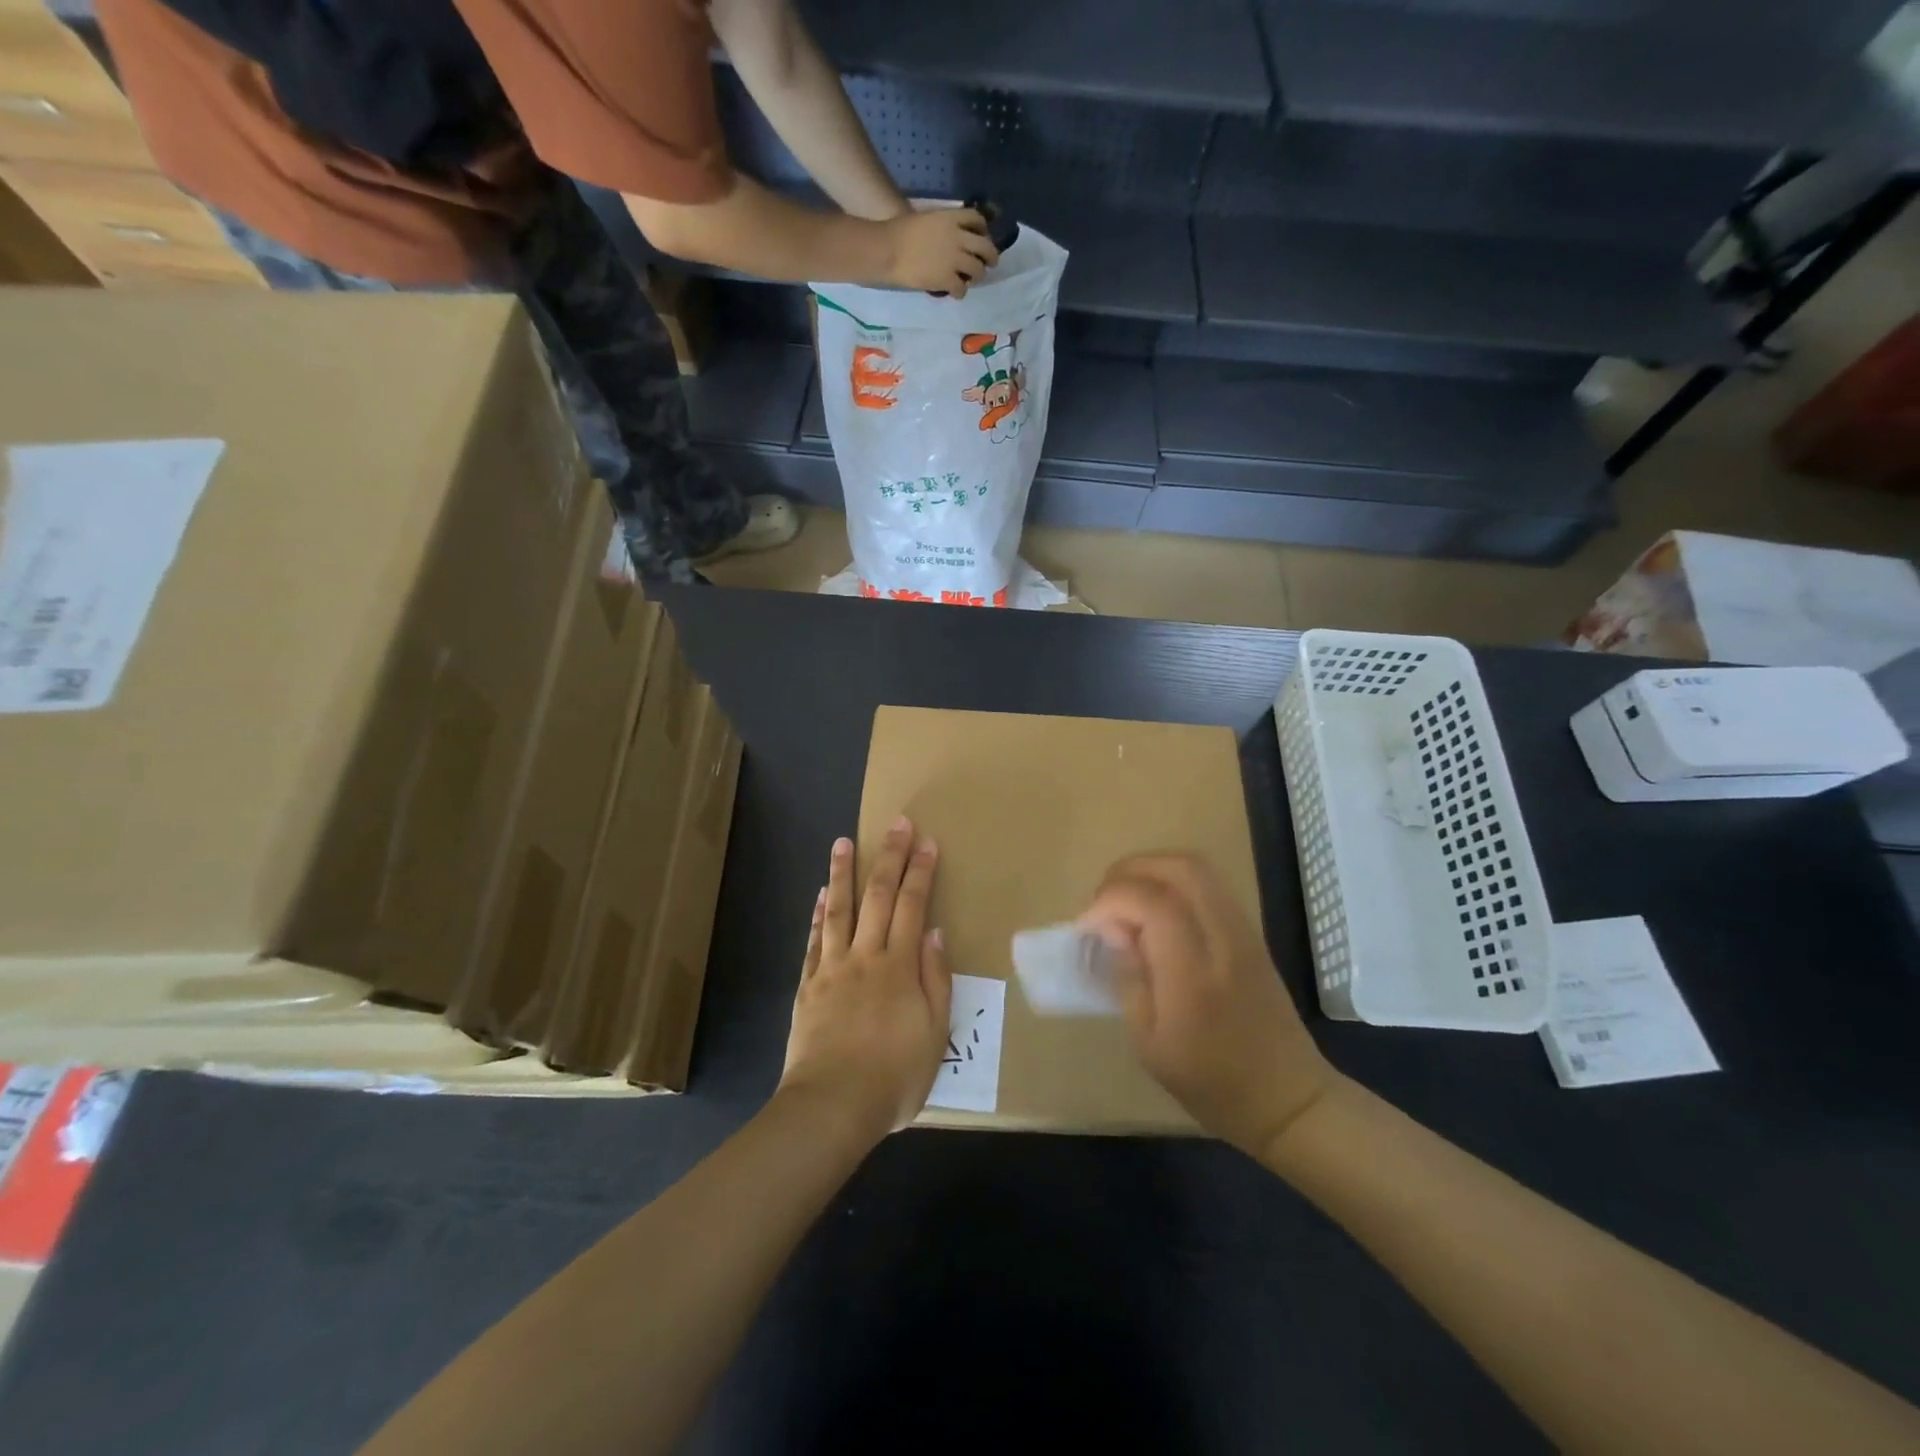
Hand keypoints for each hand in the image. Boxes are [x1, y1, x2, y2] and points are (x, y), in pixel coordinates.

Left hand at [780, 818, 952, 1140]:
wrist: (831, 1106)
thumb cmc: (893, 1076)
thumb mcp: (935, 1034)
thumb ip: (935, 980)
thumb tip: (934, 933)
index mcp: (899, 967)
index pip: (913, 906)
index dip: (921, 872)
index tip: (927, 842)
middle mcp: (865, 957)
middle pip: (878, 897)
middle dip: (889, 857)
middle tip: (897, 824)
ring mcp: (831, 969)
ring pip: (838, 910)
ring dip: (842, 873)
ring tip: (843, 842)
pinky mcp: (807, 986)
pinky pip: (813, 940)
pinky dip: (817, 914)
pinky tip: (819, 895)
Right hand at [882, 207, 998, 295]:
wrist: (889, 250)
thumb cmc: (900, 232)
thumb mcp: (927, 219)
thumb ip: (943, 227)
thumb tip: (950, 237)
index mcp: (951, 219)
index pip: (977, 219)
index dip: (983, 229)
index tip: (983, 236)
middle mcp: (958, 238)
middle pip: (985, 246)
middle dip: (991, 256)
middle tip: (990, 264)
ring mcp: (955, 260)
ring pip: (978, 270)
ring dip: (977, 276)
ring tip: (970, 280)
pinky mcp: (947, 279)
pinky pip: (962, 288)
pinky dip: (960, 292)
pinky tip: (955, 293)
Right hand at [1079, 854, 1333, 1155]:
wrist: (1288, 1098)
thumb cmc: (1211, 1083)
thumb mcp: (1149, 1044)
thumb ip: (1128, 978)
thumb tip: (1113, 930)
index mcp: (1194, 973)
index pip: (1151, 902)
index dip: (1109, 901)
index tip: (1086, 927)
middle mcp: (1223, 939)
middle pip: (1178, 867)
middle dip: (1129, 871)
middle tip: (1104, 902)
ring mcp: (1243, 930)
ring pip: (1197, 867)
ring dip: (1152, 871)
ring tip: (1125, 902)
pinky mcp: (1251, 932)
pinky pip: (1209, 884)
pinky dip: (1173, 882)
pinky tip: (1155, 913)